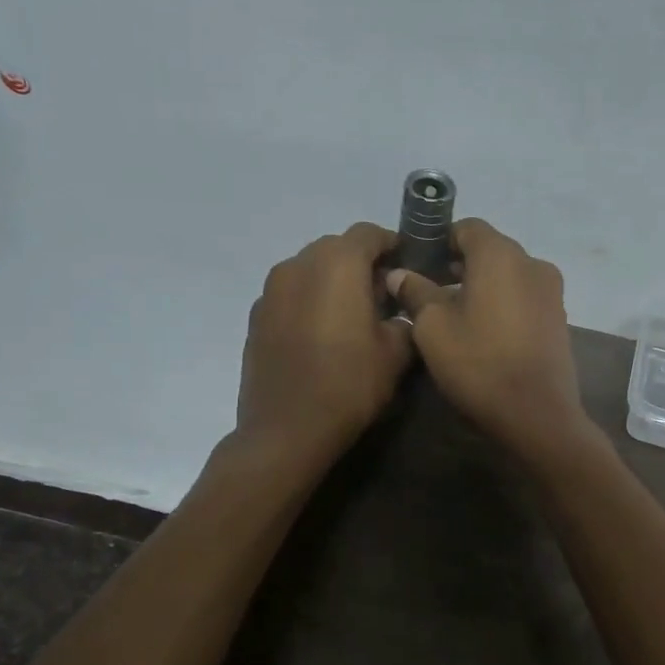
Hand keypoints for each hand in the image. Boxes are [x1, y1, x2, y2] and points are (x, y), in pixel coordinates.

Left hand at [238, 224, 412, 458]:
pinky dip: (309, 301)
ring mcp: (271, 290)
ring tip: (351, 315)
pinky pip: (290, 294)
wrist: (286, 430)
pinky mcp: (256, 316)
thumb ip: (405, 319)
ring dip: (333, 281)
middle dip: (361, 264)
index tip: (409, 266)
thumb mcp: (396, 353)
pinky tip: (321, 334)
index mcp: (337, 265)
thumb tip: (399, 312)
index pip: (369, 233)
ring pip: (310, 269)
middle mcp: (299, 265)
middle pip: (336, 247)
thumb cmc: (349, 385)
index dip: (392, 244)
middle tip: (383, 295)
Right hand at [385, 218, 590, 461]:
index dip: (440, 241)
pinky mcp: (559, 318)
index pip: (467, 228)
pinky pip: (524, 297)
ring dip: (481, 285)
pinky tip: (484, 332)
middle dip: (459, 265)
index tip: (418, 264)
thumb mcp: (433, 328)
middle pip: (490, 250)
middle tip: (429, 292)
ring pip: (508, 275)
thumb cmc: (479, 363)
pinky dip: (503, 303)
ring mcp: (552, 292)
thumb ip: (416, 292)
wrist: (537, 414)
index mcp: (501, 255)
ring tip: (454, 315)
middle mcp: (533, 263)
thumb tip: (400, 274)